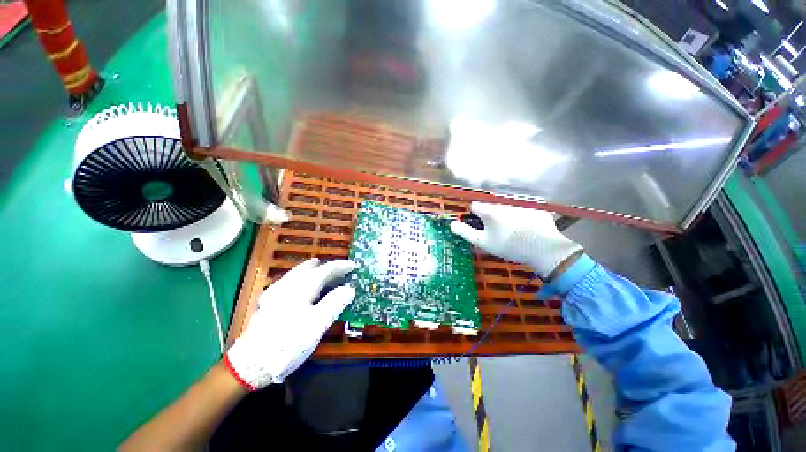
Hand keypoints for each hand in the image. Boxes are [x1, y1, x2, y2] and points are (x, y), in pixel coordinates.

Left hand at [225, 258, 355, 389]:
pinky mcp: (268, 301)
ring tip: (321, 266)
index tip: (353, 265)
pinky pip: (288, 280)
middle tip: (341, 269)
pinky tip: (299, 281)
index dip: (340, 266)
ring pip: (297, 272)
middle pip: (311, 269)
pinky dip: (300, 276)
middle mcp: (288, 285)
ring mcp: (275, 292)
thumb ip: (334, 303)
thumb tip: (350, 288)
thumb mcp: (317, 325)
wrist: (252, 363)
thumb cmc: (289, 343)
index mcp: (302, 289)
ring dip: (313, 268)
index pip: (325, 270)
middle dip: (328, 267)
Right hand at [450, 202, 581, 277]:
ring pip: (507, 207)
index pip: (475, 206)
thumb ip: (465, 232)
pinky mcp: (535, 207)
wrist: (543, 250)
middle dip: (491, 215)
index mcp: (490, 211)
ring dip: (506, 214)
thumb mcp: (482, 242)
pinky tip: (527, 228)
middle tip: (497, 230)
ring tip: (513, 230)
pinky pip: (523, 209)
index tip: (479, 224)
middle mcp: (504, 203)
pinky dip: (522, 216)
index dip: (474, 215)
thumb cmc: (508, 246)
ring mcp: (521, 204)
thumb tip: (452, 224)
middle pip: (492, 206)